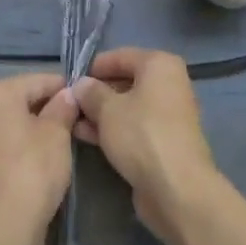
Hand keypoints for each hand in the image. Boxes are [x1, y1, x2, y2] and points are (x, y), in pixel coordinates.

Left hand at [0, 72, 79, 232]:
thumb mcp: (57, 133)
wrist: (5, 224)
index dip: (66, 89)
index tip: (88, 100)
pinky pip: (6, 140)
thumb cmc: (33, 169)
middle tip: (79, 121)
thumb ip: (63, 107)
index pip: (39, 81)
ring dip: (37, 126)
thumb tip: (69, 95)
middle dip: (50, 108)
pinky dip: (24, 143)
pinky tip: (45, 155)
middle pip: (24, 99)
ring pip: (14, 121)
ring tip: (65, 139)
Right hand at [71, 47, 223, 244]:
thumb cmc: (141, 135)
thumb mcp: (107, 109)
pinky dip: (113, 129)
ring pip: (128, 107)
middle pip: (125, 81)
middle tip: (68, 104)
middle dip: (96, 93)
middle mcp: (168, 84)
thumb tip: (81, 85)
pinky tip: (87, 137)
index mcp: (160, 65)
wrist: (177, 188)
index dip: (94, 67)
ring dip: (101, 114)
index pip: (121, 56)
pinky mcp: (164, 141)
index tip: (70, 80)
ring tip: (71, 122)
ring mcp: (168, 115)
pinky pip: (134, 127)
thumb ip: (91, 92)